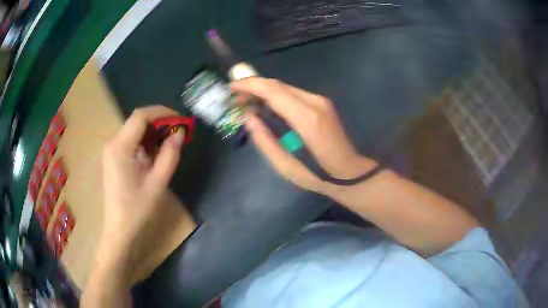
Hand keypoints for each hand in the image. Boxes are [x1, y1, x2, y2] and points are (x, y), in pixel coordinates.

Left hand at [99, 106, 183, 268]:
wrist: (119, 230)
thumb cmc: (137, 210)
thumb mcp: (157, 183)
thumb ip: (169, 155)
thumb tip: (179, 134)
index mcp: (120, 147)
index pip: (140, 116)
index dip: (162, 112)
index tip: (180, 119)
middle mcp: (113, 143)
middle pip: (137, 121)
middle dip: (159, 122)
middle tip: (178, 132)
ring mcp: (111, 151)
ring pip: (134, 131)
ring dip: (153, 133)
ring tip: (170, 143)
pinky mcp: (113, 159)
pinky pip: (131, 142)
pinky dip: (145, 143)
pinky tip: (155, 154)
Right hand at [231, 78, 376, 192]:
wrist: (349, 172)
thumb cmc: (317, 175)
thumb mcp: (285, 166)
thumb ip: (265, 141)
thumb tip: (248, 118)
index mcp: (307, 118)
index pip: (273, 91)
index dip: (250, 85)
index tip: (231, 88)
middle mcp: (315, 103)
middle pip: (278, 85)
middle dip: (253, 87)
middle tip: (235, 98)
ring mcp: (320, 101)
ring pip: (285, 87)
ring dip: (263, 91)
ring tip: (246, 102)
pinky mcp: (322, 104)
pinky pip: (293, 94)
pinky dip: (275, 96)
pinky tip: (264, 105)